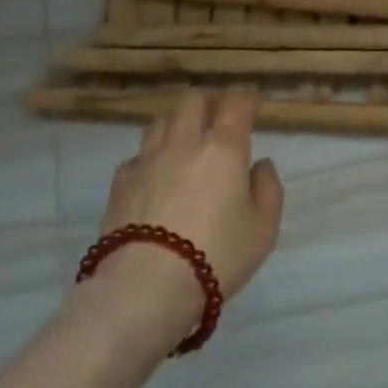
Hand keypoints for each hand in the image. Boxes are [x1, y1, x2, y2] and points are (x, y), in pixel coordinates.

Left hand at [90, 91, 285, 327]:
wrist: (145, 288)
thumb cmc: (216, 256)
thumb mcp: (263, 229)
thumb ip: (268, 190)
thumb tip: (260, 165)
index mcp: (223, 148)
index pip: (235, 105)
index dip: (246, 100)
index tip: (253, 106)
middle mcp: (184, 143)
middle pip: (193, 102)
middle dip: (210, 104)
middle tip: (219, 120)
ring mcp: (147, 161)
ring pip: (161, 122)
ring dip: (177, 126)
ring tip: (185, 144)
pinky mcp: (120, 184)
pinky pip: (137, 156)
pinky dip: (151, 158)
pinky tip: (155, 177)